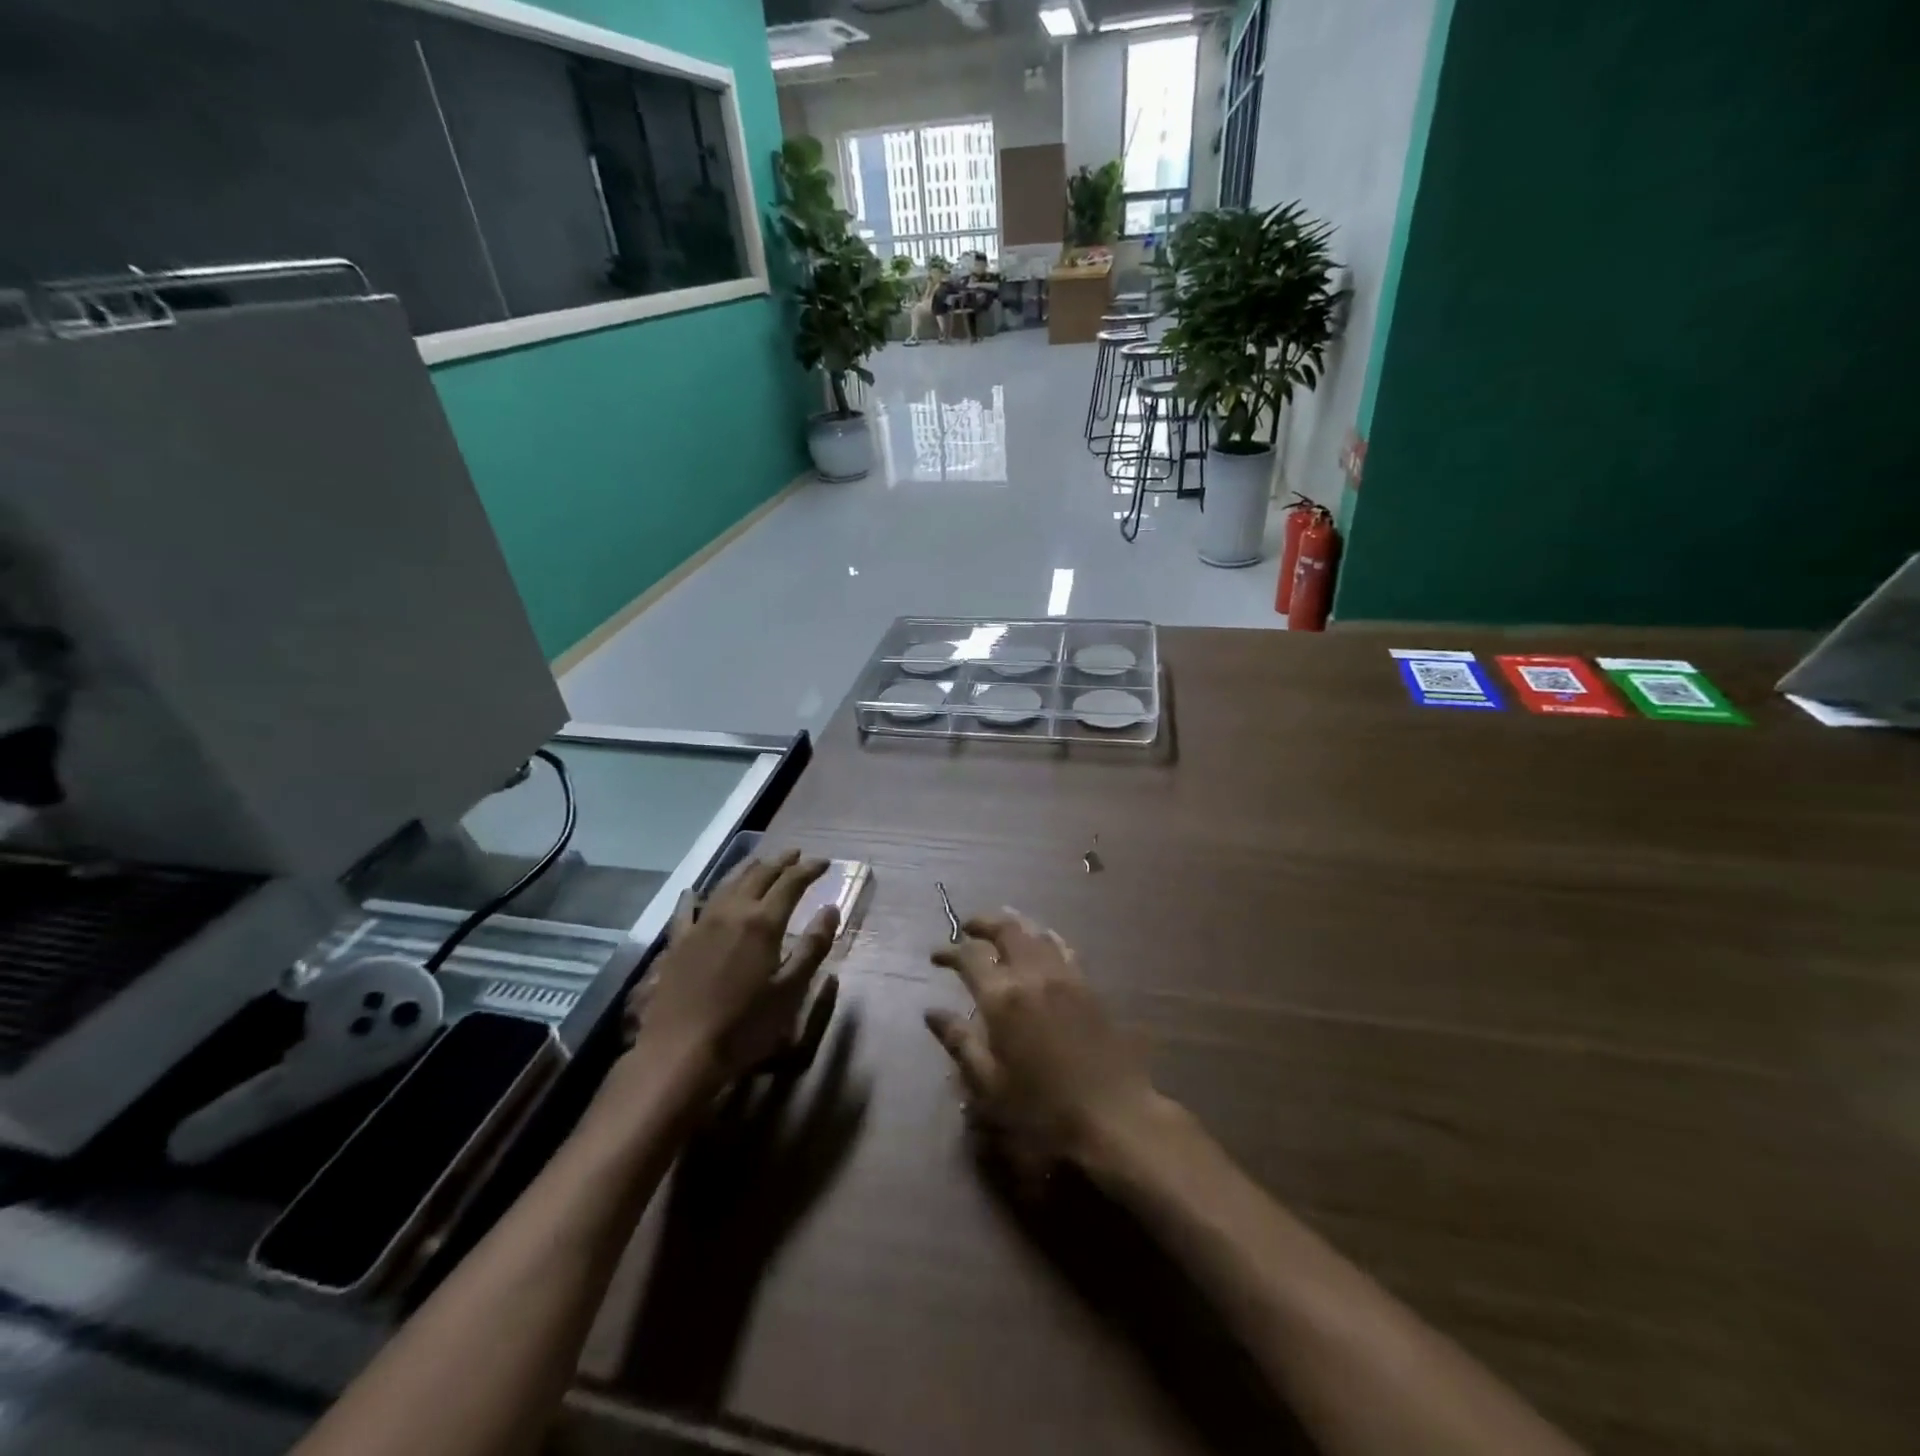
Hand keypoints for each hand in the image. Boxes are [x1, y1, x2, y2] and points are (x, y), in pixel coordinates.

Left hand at [628, 850, 839, 1090]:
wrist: (681, 1052)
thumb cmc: (745, 1025)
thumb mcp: (791, 989)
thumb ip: (813, 946)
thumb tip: (831, 908)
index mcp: (763, 922)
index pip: (791, 883)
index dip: (809, 869)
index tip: (824, 862)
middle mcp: (732, 912)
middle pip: (759, 876)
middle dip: (780, 862)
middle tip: (796, 855)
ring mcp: (700, 925)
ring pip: (726, 885)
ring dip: (747, 870)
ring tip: (760, 862)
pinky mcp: (677, 944)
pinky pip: (685, 911)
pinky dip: (693, 897)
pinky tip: (692, 891)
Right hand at [925, 909, 1165, 1176]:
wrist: (1113, 1114)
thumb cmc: (1042, 1109)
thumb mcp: (989, 1084)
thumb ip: (959, 1042)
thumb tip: (931, 1013)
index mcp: (1003, 998)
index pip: (970, 956)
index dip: (949, 951)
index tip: (936, 957)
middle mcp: (1032, 975)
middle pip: (1006, 929)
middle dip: (982, 923)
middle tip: (967, 929)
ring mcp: (1064, 976)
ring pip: (1035, 931)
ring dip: (1013, 925)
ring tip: (999, 931)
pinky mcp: (1088, 985)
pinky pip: (1061, 946)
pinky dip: (1043, 938)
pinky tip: (1040, 946)